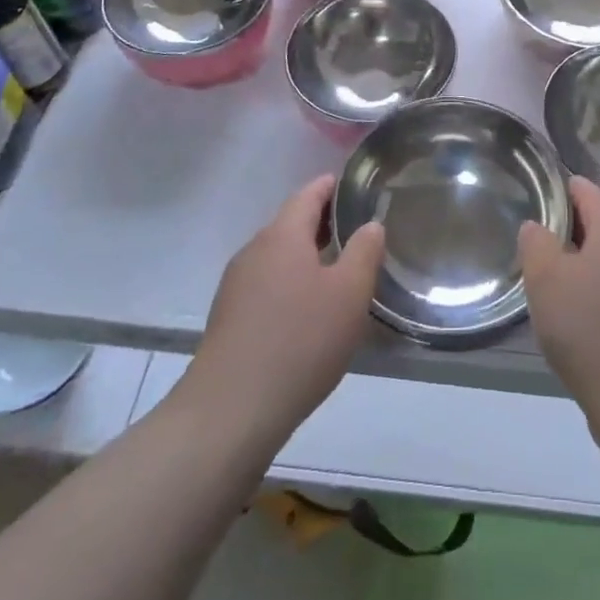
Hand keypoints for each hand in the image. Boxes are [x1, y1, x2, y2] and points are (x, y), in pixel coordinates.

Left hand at [185, 175, 384, 444]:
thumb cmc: (299, 341)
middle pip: (291, 223)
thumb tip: (370, 225)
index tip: (355, 188)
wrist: (229, 412)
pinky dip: (289, 285)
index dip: (332, 187)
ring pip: (278, 256)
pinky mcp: (228, 318)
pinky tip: (306, 313)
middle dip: (322, 224)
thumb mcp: (349, 294)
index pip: (309, 193)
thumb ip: (364, 251)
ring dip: (306, 258)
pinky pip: (266, 285)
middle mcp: (255, 249)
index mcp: (283, 234)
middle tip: (356, 233)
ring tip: (337, 274)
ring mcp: (236, 285)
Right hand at [518, 177, 599, 419]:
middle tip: (533, 246)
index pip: (586, 189)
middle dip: (567, 230)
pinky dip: (596, 292)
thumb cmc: (590, 331)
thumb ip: (536, 243)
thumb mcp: (546, 281)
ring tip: (549, 283)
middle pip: (599, 223)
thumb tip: (537, 226)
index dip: (558, 190)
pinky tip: (576, 318)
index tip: (532, 201)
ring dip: (581, 265)